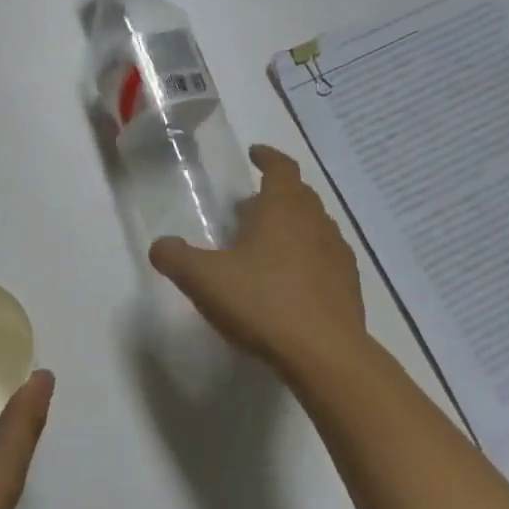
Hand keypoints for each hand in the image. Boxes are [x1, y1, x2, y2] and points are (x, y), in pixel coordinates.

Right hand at [149, 144, 365, 374]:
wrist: (324, 353)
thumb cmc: (262, 303)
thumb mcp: (204, 279)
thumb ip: (176, 258)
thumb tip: (160, 245)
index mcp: (284, 208)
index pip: (281, 167)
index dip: (267, 157)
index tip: (255, 154)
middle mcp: (316, 222)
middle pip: (298, 196)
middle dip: (273, 196)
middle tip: (247, 209)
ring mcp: (337, 254)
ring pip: (313, 227)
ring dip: (290, 227)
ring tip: (264, 247)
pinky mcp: (348, 285)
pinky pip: (323, 258)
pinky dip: (305, 258)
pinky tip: (288, 284)